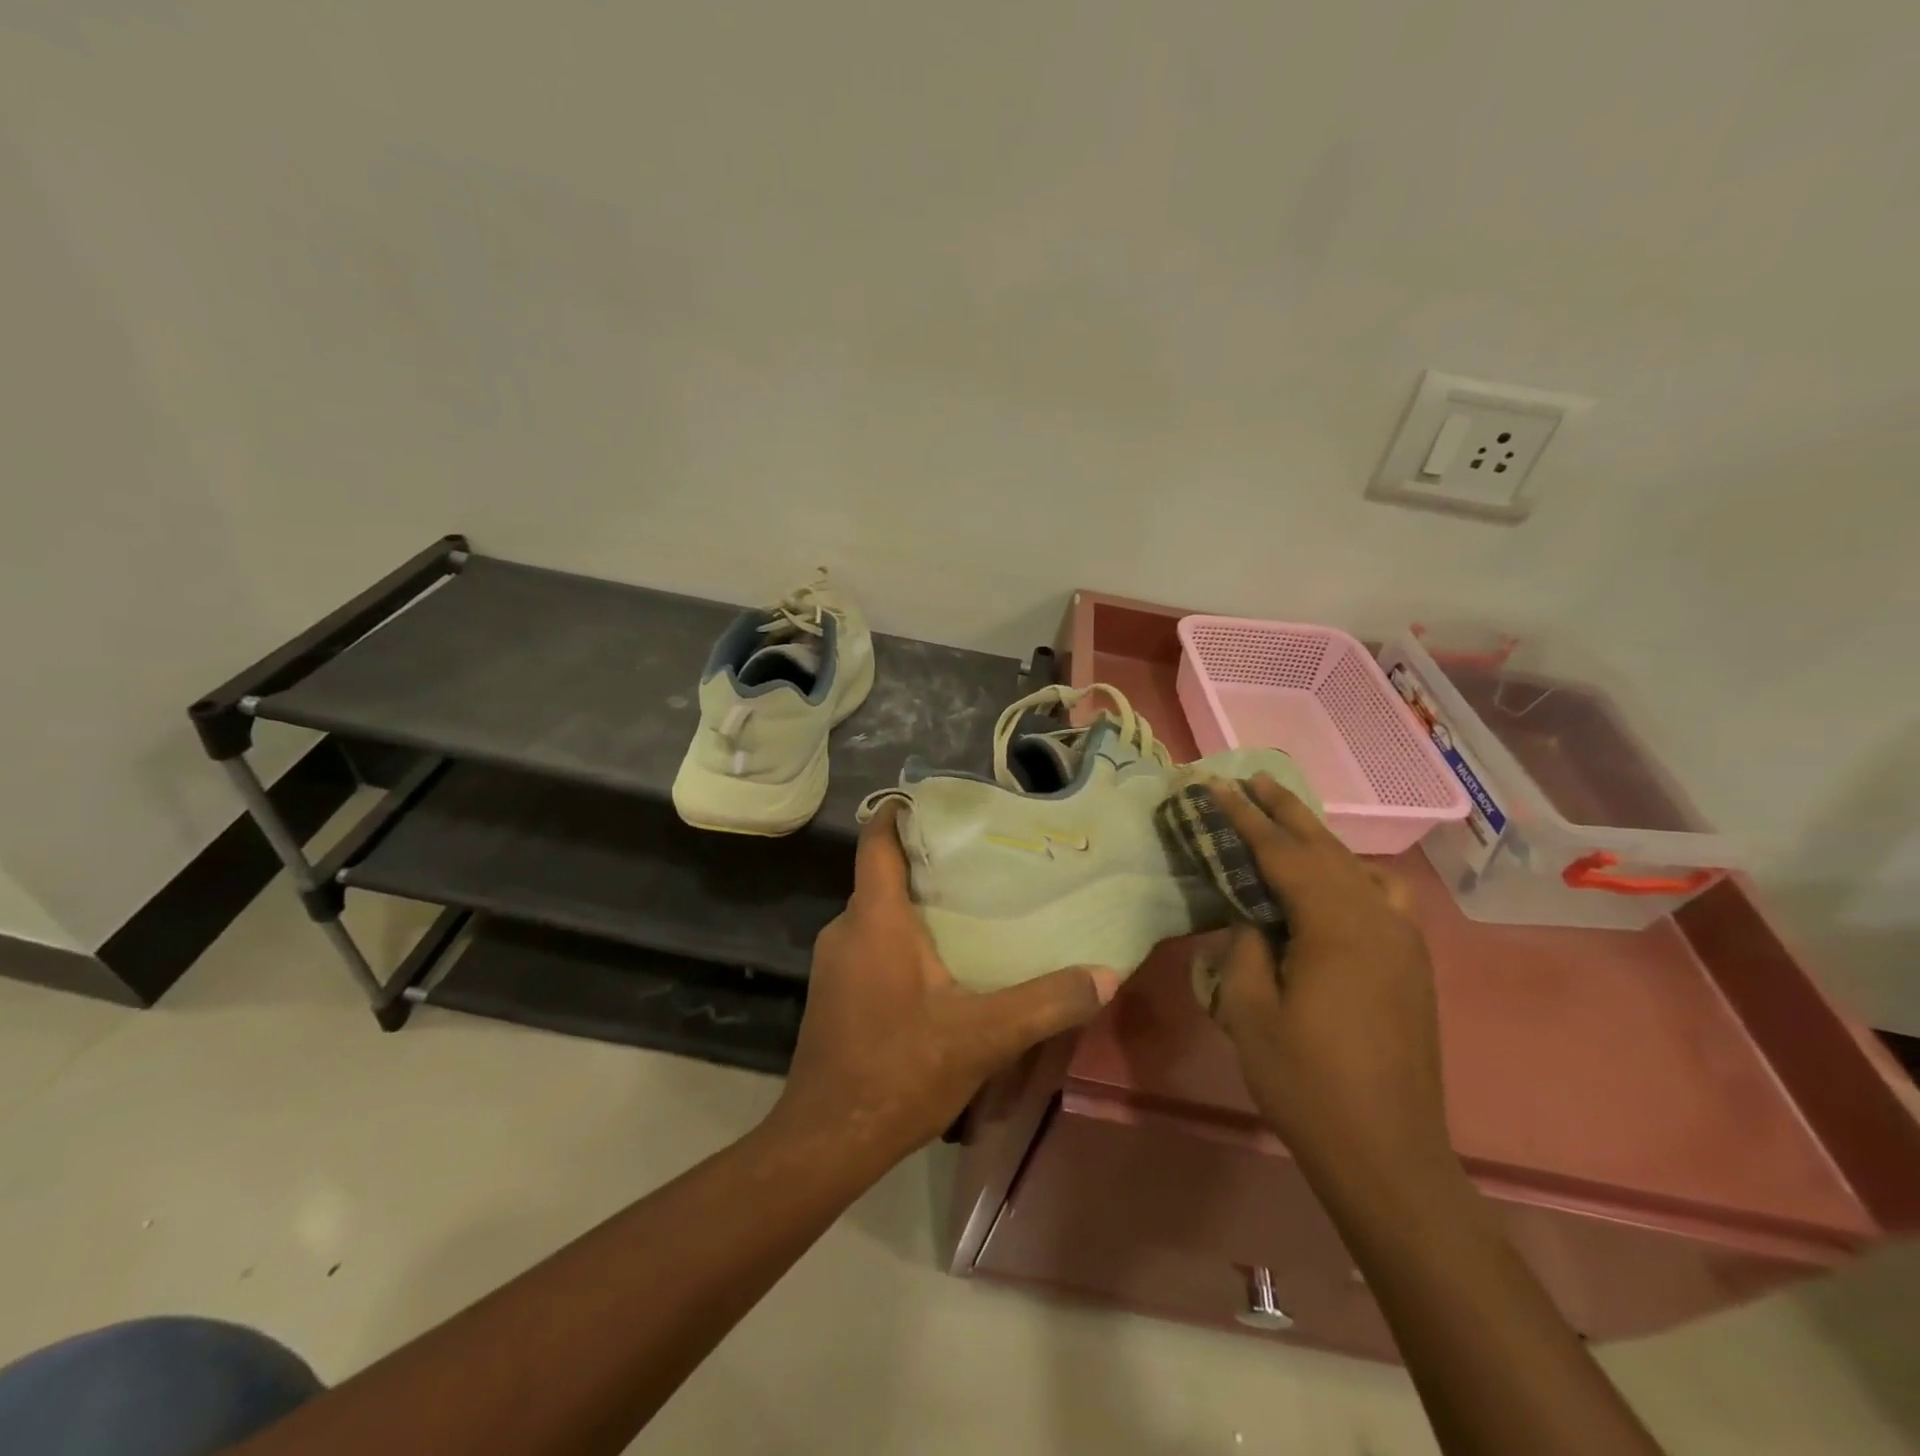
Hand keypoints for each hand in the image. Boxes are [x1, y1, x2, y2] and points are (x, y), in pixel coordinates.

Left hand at [772, 801, 1118, 1163]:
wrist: (827, 1140)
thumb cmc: (898, 1071)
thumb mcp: (982, 1037)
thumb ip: (1045, 1003)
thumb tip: (1105, 975)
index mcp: (875, 919)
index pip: (877, 842)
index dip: (899, 813)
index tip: (938, 802)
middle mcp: (846, 928)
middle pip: (883, 877)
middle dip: (927, 864)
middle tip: (982, 861)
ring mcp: (834, 962)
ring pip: (878, 914)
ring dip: (917, 906)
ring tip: (971, 908)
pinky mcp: (834, 992)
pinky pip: (871, 944)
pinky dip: (902, 939)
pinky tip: (940, 964)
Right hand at [1205, 775, 1453, 1183]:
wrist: (1387, 1153)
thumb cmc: (1307, 1083)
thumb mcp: (1251, 1013)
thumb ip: (1246, 949)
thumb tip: (1252, 917)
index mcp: (1336, 927)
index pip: (1282, 854)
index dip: (1246, 817)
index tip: (1218, 785)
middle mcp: (1377, 920)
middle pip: (1325, 848)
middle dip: (1284, 811)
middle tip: (1251, 779)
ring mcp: (1402, 942)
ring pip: (1356, 869)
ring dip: (1317, 840)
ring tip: (1286, 821)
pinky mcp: (1411, 964)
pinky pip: (1381, 897)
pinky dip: (1352, 874)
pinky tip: (1336, 884)